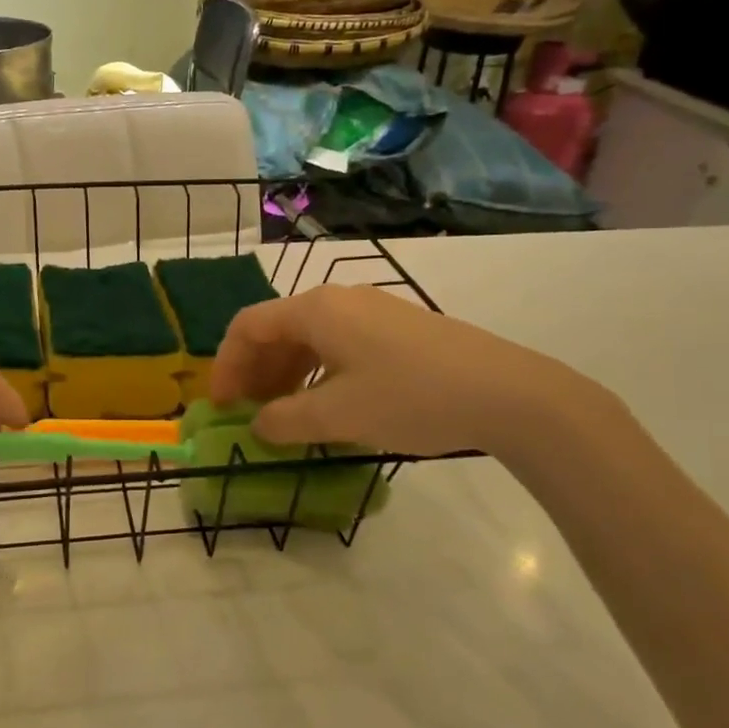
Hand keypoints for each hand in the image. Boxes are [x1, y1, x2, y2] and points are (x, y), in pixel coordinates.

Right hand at [207, 285, 595, 459]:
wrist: (507, 393)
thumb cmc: (410, 398)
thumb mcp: (338, 416)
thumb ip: (285, 421)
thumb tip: (258, 427)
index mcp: (315, 310)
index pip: (247, 326)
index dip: (225, 365)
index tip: (221, 406)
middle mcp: (338, 300)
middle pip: (276, 329)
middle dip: (254, 371)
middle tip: (247, 414)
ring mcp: (371, 310)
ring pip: (308, 338)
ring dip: (285, 374)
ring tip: (282, 415)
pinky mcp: (396, 328)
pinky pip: (337, 344)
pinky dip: (316, 372)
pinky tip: (324, 405)